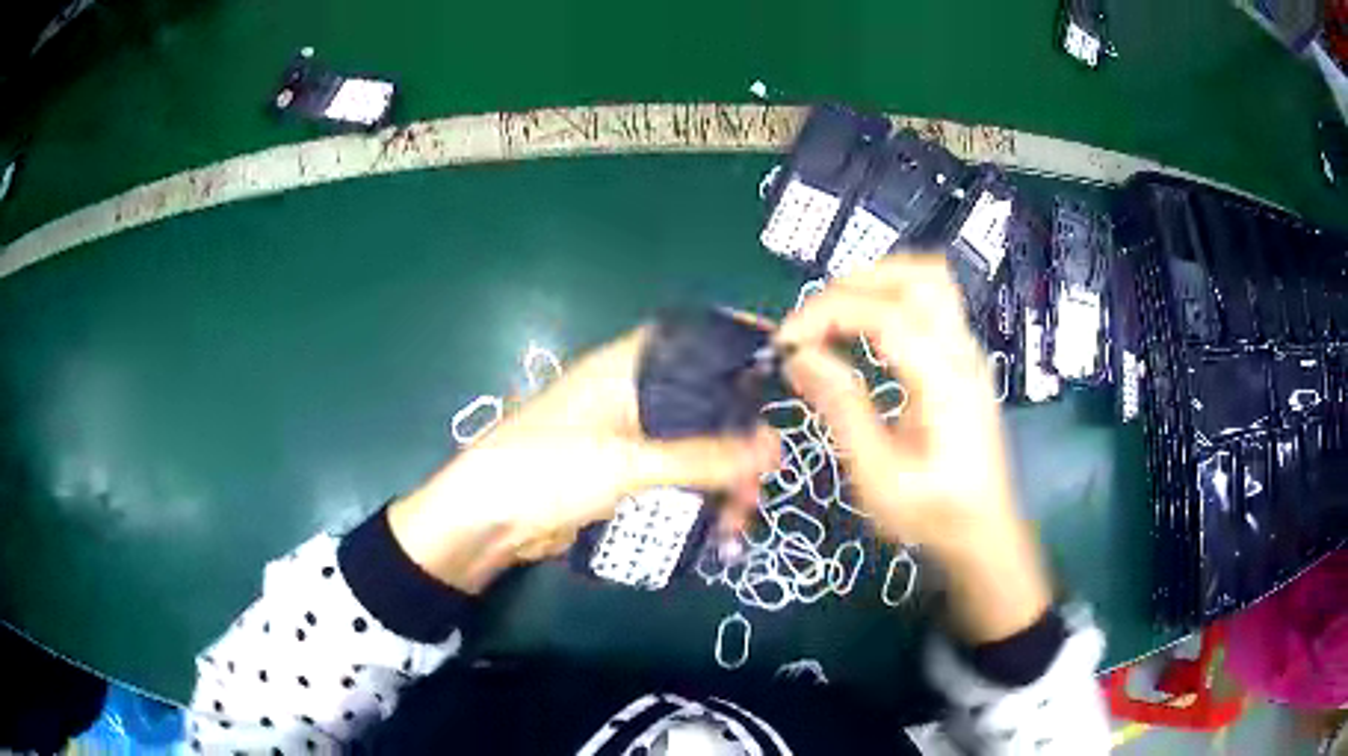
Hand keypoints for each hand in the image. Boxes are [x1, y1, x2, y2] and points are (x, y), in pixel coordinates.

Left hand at [388, 327, 779, 593]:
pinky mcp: (624, 472)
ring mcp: (628, 435)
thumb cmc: (546, 471)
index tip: (785, 363)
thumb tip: (773, 449)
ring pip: (694, 443)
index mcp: (625, 368)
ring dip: (723, 476)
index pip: (692, 339)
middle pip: (703, 399)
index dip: (736, 344)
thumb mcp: (626, 464)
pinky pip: (677, 475)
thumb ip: (701, 457)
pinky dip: (700, 496)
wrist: (487, 522)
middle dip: (739, 434)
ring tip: (742, 518)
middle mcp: (631, 393)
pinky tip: (720, 527)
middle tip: (768, 472)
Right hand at [777, 254, 1051, 642]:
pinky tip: (865, 328)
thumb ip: (842, 410)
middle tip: (813, 321)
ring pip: (930, 279)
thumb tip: (800, 358)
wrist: (984, 530)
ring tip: (836, 314)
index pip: (886, 315)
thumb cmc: (933, 513)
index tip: (788, 339)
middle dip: (854, 285)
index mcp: (945, 384)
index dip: (829, 313)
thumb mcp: (879, 477)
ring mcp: (969, 352)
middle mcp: (963, 354)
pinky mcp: (964, 359)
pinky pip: (932, 301)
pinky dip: (891, 296)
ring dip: (877, 282)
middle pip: (918, 277)